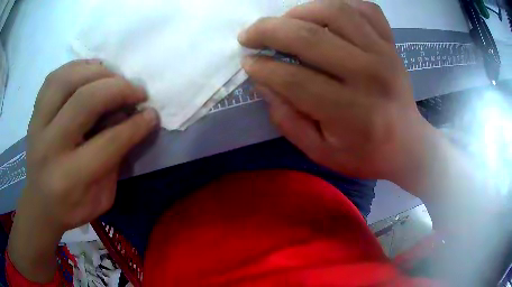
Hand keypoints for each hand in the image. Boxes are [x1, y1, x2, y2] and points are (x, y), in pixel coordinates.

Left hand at [8, 59, 157, 281]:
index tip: (153, 114)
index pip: (107, 143)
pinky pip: (55, 77)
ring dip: (97, 72)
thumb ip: (115, 161)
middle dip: (118, 89)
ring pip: (67, 80)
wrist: (40, 203)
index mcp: (69, 177)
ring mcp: (38, 125)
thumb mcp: (102, 197)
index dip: (135, 125)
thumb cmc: (72, 207)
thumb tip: (129, 120)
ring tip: (114, 77)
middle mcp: (50, 146)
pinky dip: (77, 68)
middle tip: (137, 90)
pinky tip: (91, 72)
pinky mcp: (34, 113)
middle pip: (84, 101)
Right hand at [239, 0, 431, 181]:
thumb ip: (288, 120)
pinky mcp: (390, 43)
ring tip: (284, 22)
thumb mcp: (320, 151)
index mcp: (350, 111)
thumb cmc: (365, 153)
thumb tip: (262, 82)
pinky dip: (340, 4)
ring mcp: (383, 52)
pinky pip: (364, 9)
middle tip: (249, 35)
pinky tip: (324, 15)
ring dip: (299, 11)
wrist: (408, 144)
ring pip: (335, 11)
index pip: (294, 79)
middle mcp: (368, 74)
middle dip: (268, 31)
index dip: (263, 68)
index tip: (247, 62)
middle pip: (309, 37)